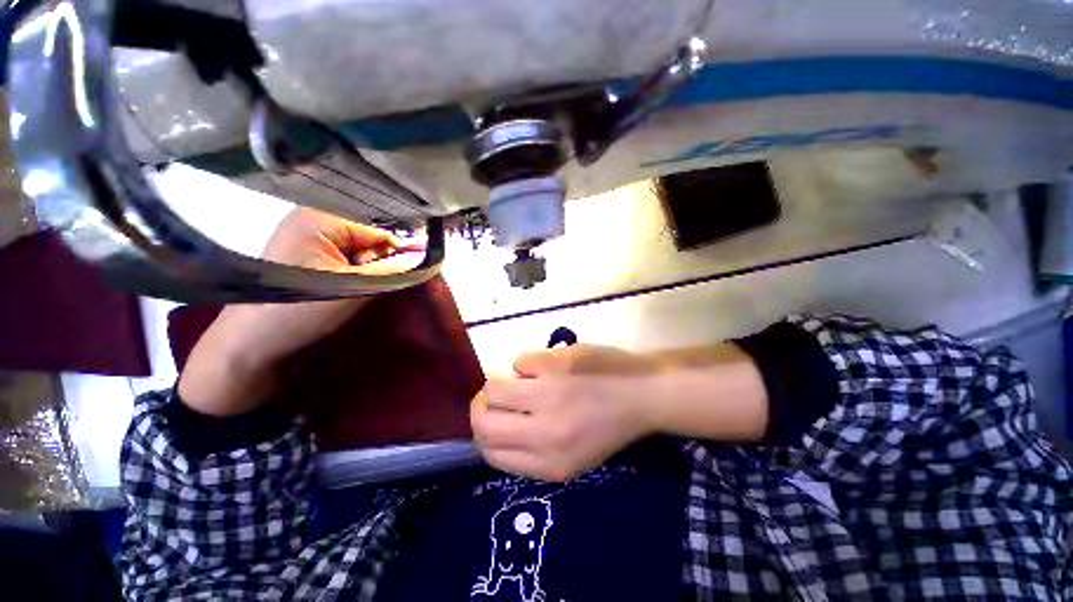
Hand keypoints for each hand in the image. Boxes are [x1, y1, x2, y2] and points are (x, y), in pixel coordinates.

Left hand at [178, 208, 415, 415]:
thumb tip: (427, 258)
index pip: (380, 229)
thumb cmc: (302, 310)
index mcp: (321, 218)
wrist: (252, 340)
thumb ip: (395, 269)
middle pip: (369, 236)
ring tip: (363, 288)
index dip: (400, 250)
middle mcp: (312, 218)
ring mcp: (306, 235)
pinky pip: (343, 256)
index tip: (414, 271)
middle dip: (382, 260)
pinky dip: (355, 270)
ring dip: (369, 268)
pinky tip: (351, 286)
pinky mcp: (304, 252)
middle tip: (381, 283)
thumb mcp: (357, 288)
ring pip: (358, 248)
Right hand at [471, 345, 661, 481]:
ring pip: (493, 387)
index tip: (491, 422)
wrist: (642, 394)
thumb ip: (532, 452)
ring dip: (502, 382)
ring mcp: (549, 394)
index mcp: (550, 463)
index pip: (490, 454)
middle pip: (482, 421)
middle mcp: (544, 433)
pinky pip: (520, 360)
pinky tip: (546, 366)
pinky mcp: (556, 363)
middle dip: (481, 407)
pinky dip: (527, 363)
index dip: (483, 436)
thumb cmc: (609, 426)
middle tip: (496, 397)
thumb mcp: (573, 458)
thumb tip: (495, 427)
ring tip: (522, 380)